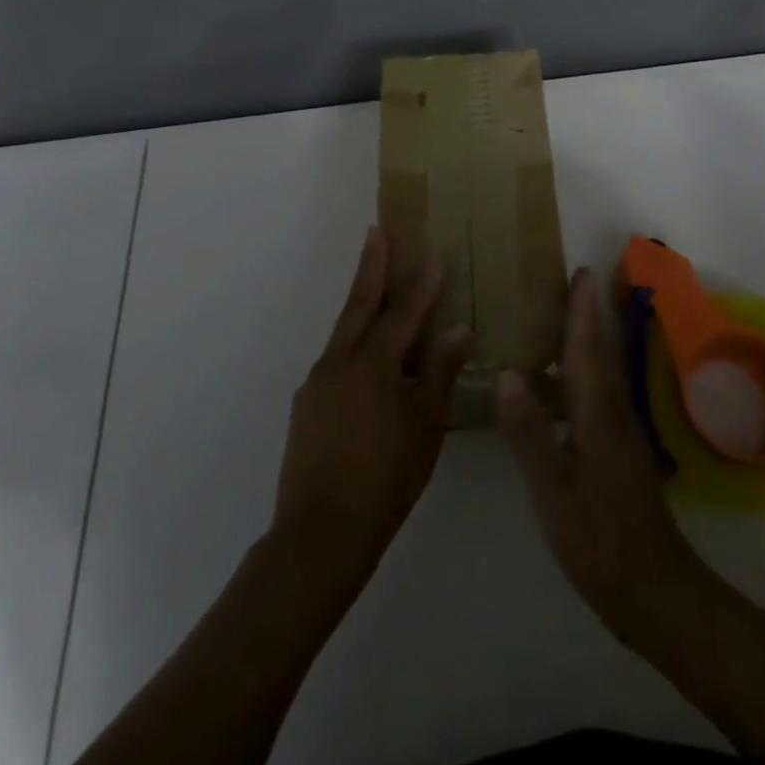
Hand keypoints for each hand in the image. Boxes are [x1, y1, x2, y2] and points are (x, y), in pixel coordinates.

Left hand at [271, 226, 470, 598]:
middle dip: (371, 267)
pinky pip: (335, 361)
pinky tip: (366, 361)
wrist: (321, 532)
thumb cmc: (387, 478)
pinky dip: (353, 346)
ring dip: (360, 305)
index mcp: (374, 364)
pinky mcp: (306, 405)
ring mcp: (318, 383)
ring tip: (374, 288)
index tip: (433, 252)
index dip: (421, 283)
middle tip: (377, 232)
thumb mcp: (427, 425)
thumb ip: (440, 372)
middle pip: (359, 305)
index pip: (404, 312)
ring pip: (344, 332)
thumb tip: (457, 328)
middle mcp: (340, 362)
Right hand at [498, 268, 706, 645]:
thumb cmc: (597, 536)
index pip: (588, 347)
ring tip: (569, 317)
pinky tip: (566, 385)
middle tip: (579, 280)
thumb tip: (506, 373)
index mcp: (596, 412)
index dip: (583, 309)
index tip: (582, 271)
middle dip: (592, 313)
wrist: (651, 587)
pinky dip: (586, 373)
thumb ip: (529, 430)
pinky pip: (600, 394)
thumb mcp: (551, 487)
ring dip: (591, 339)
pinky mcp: (620, 453)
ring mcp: (621, 433)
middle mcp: (613, 412)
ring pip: (604, 372)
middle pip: (602, 351)